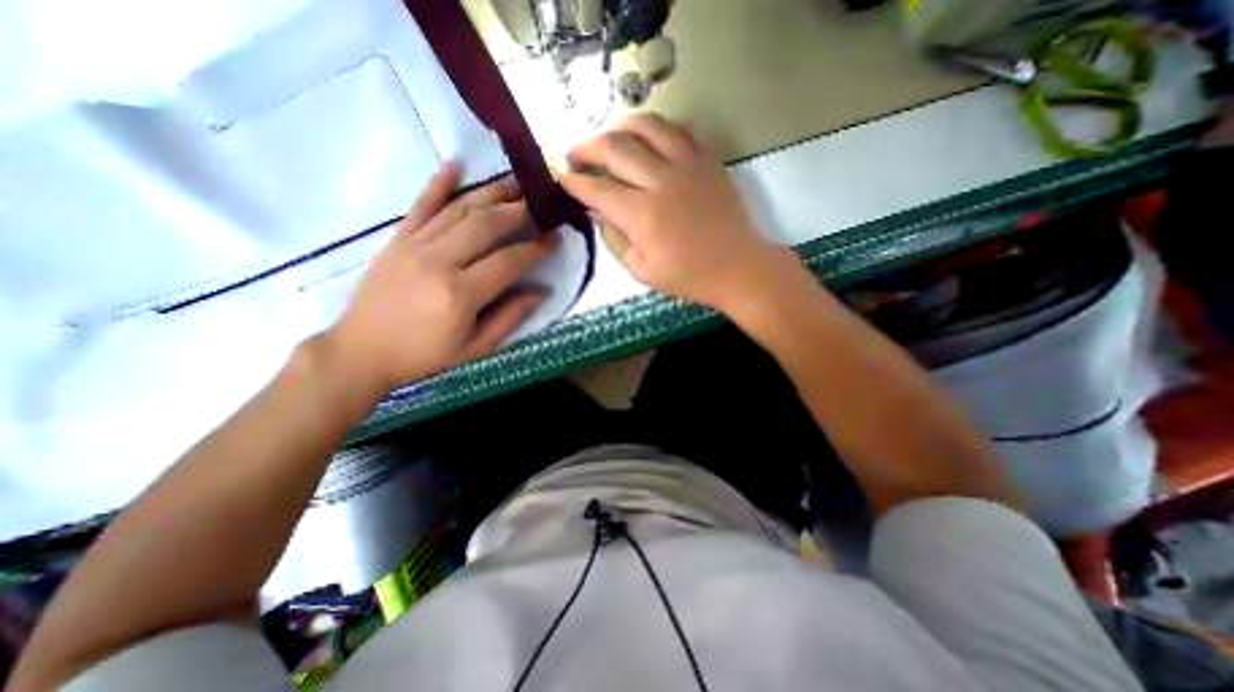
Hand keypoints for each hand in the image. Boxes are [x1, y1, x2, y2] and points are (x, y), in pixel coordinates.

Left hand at [317, 162, 555, 396]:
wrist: (361, 352)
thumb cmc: (425, 356)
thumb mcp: (476, 348)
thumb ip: (510, 317)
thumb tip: (542, 291)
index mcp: (461, 294)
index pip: (509, 261)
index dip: (536, 249)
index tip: (554, 238)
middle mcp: (438, 262)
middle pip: (486, 225)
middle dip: (518, 211)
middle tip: (540, 204)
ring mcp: (414, 246)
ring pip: (459, 210)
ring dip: (490, 193)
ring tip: (515, 184)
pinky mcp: (396, 240)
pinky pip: (420, 206)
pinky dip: (438, 183)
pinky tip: (455, 165)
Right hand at [562, 113, 800, 312]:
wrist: (737, 266)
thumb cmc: (687, 276)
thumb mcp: (641, 269)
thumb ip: (613, 238)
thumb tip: (594, 209)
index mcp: (642, 215)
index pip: (596, 189)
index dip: (573, 182)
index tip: (560, 178)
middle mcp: (660, 181)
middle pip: (613, 147)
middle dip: (585, 148)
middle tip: (574, 156)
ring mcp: (687, 164)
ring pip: (644, 125)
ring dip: (617, 127)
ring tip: (606, 139)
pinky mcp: (706, 159)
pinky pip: (676, 129)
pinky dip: (654, 128)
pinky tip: (645, 139)